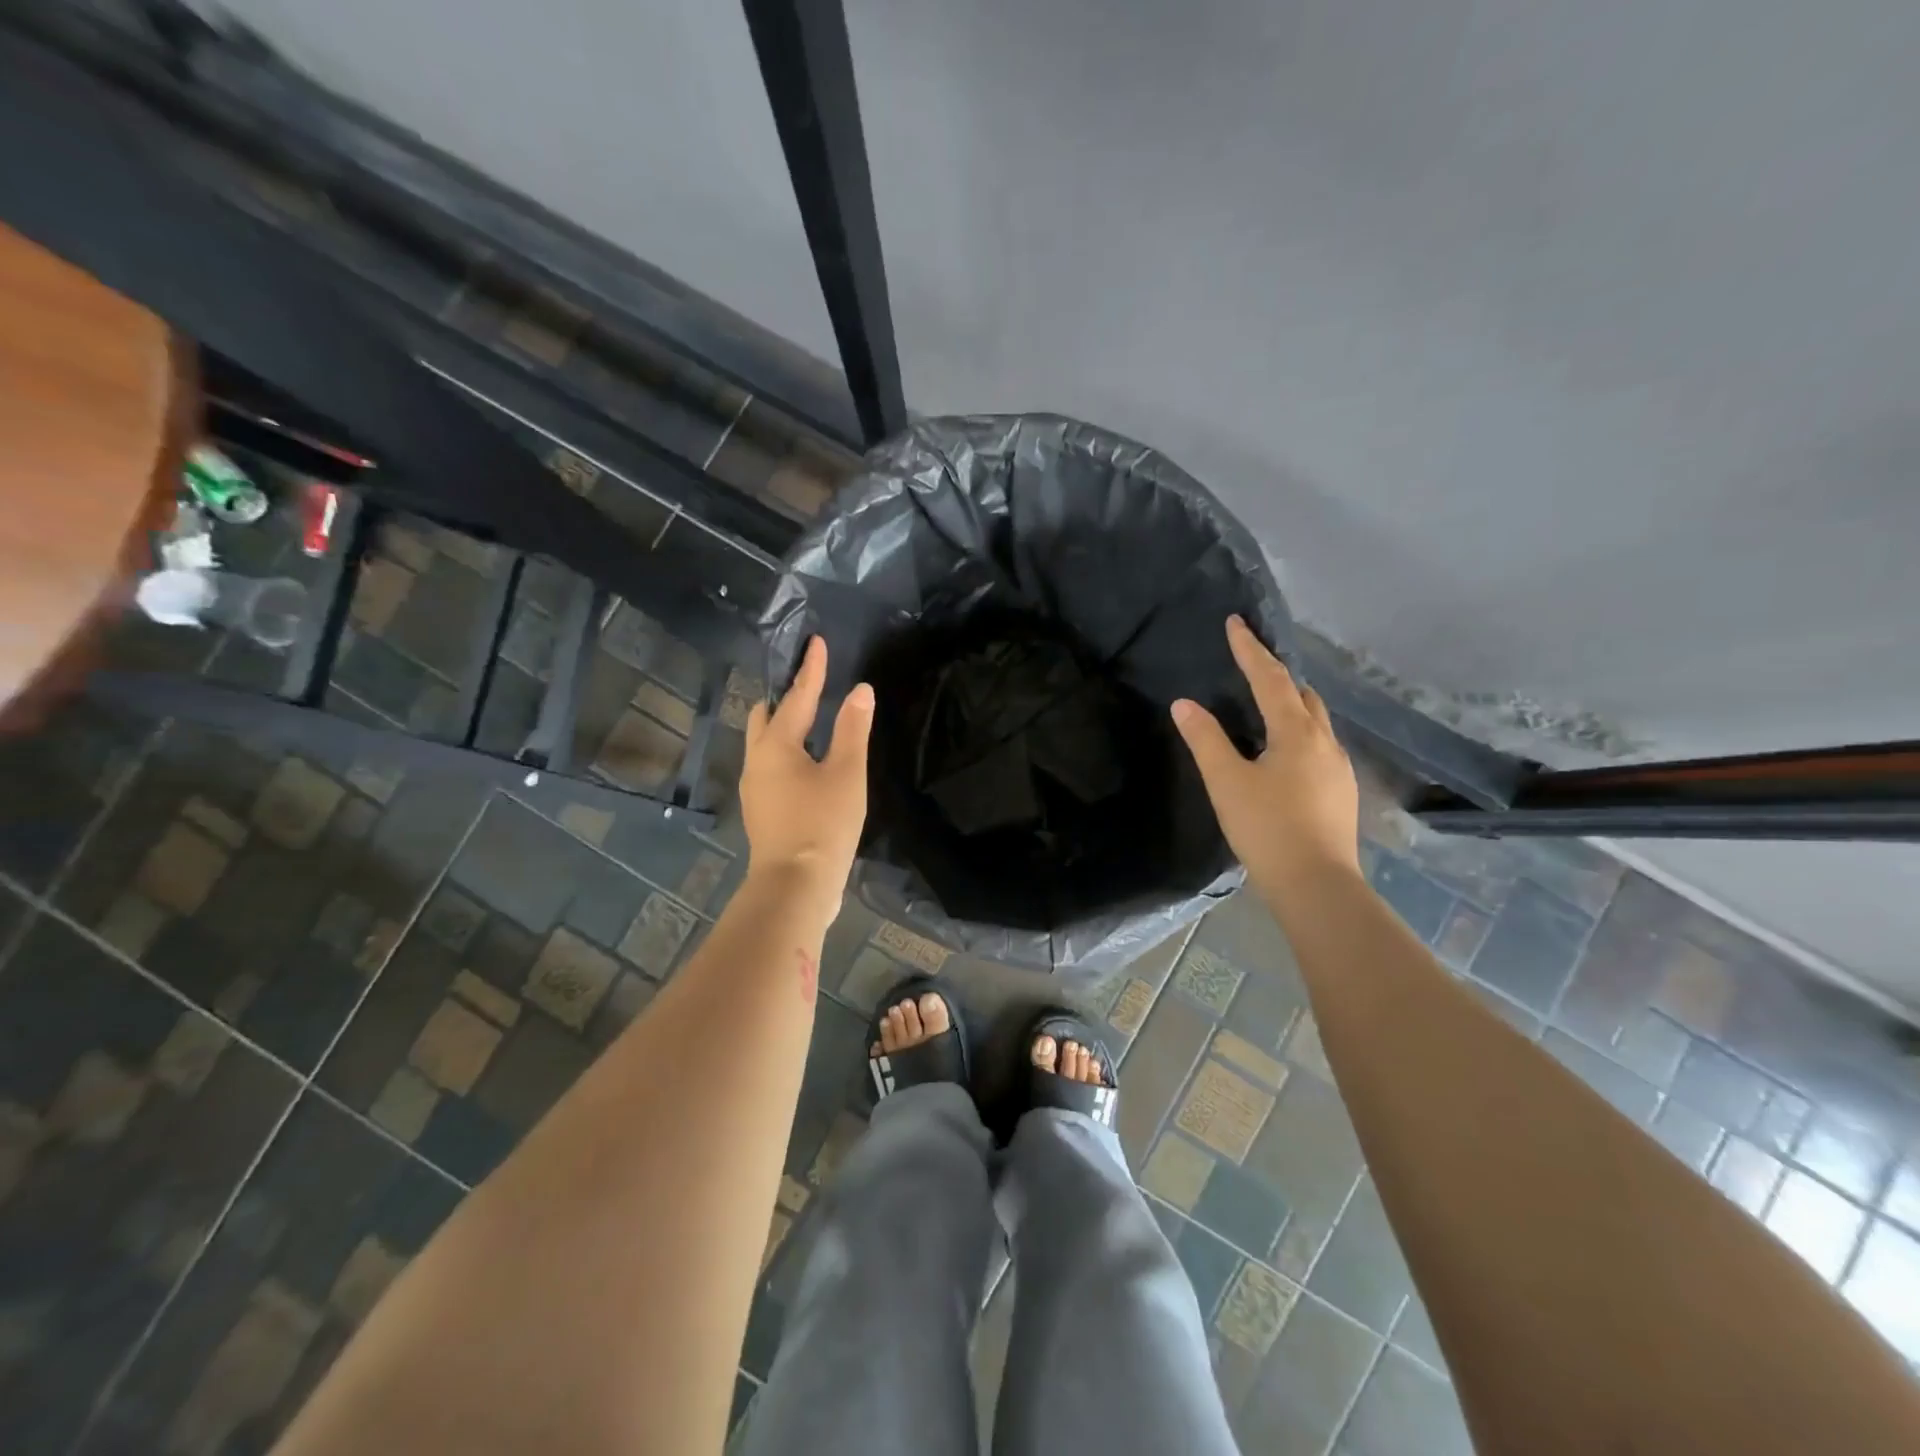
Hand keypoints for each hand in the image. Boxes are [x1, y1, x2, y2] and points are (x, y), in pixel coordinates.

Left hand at [741, 636, 873, 925]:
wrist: (795, 886)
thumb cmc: (823, 824)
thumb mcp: (846, 773)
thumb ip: (853, 729)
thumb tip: (859, 690)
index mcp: (776, 746)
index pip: (797, 697)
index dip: (811, 669)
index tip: (816, 642)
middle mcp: (757, 761)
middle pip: (766, 717)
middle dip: (786, 698)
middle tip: (810, 685)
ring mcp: (756, 789)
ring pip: (765, 744)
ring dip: (785, 727)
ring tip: (813, 721)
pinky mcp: (762, 810)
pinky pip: (771, 766)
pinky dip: (788, 752)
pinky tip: (809, 764)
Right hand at [1172, 616, 1360, 902]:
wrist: (1317, 885)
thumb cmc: (1267, 828)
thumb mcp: (1226, 782)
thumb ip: (1205, 739)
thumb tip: (1184, 703)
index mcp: (1296, 732)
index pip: (1270, 678)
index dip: (1250, 650)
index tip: (1236, 623)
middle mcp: (1325, 741)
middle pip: (1302, 694)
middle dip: (1276, 674)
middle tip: (1250, 664)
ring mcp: (1339, 768)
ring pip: (1315, 721)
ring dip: (1291, 704)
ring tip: (1265, 706)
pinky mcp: (1341, 792)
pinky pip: (1319, 746)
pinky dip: (1298, 733)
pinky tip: (1283, 754)